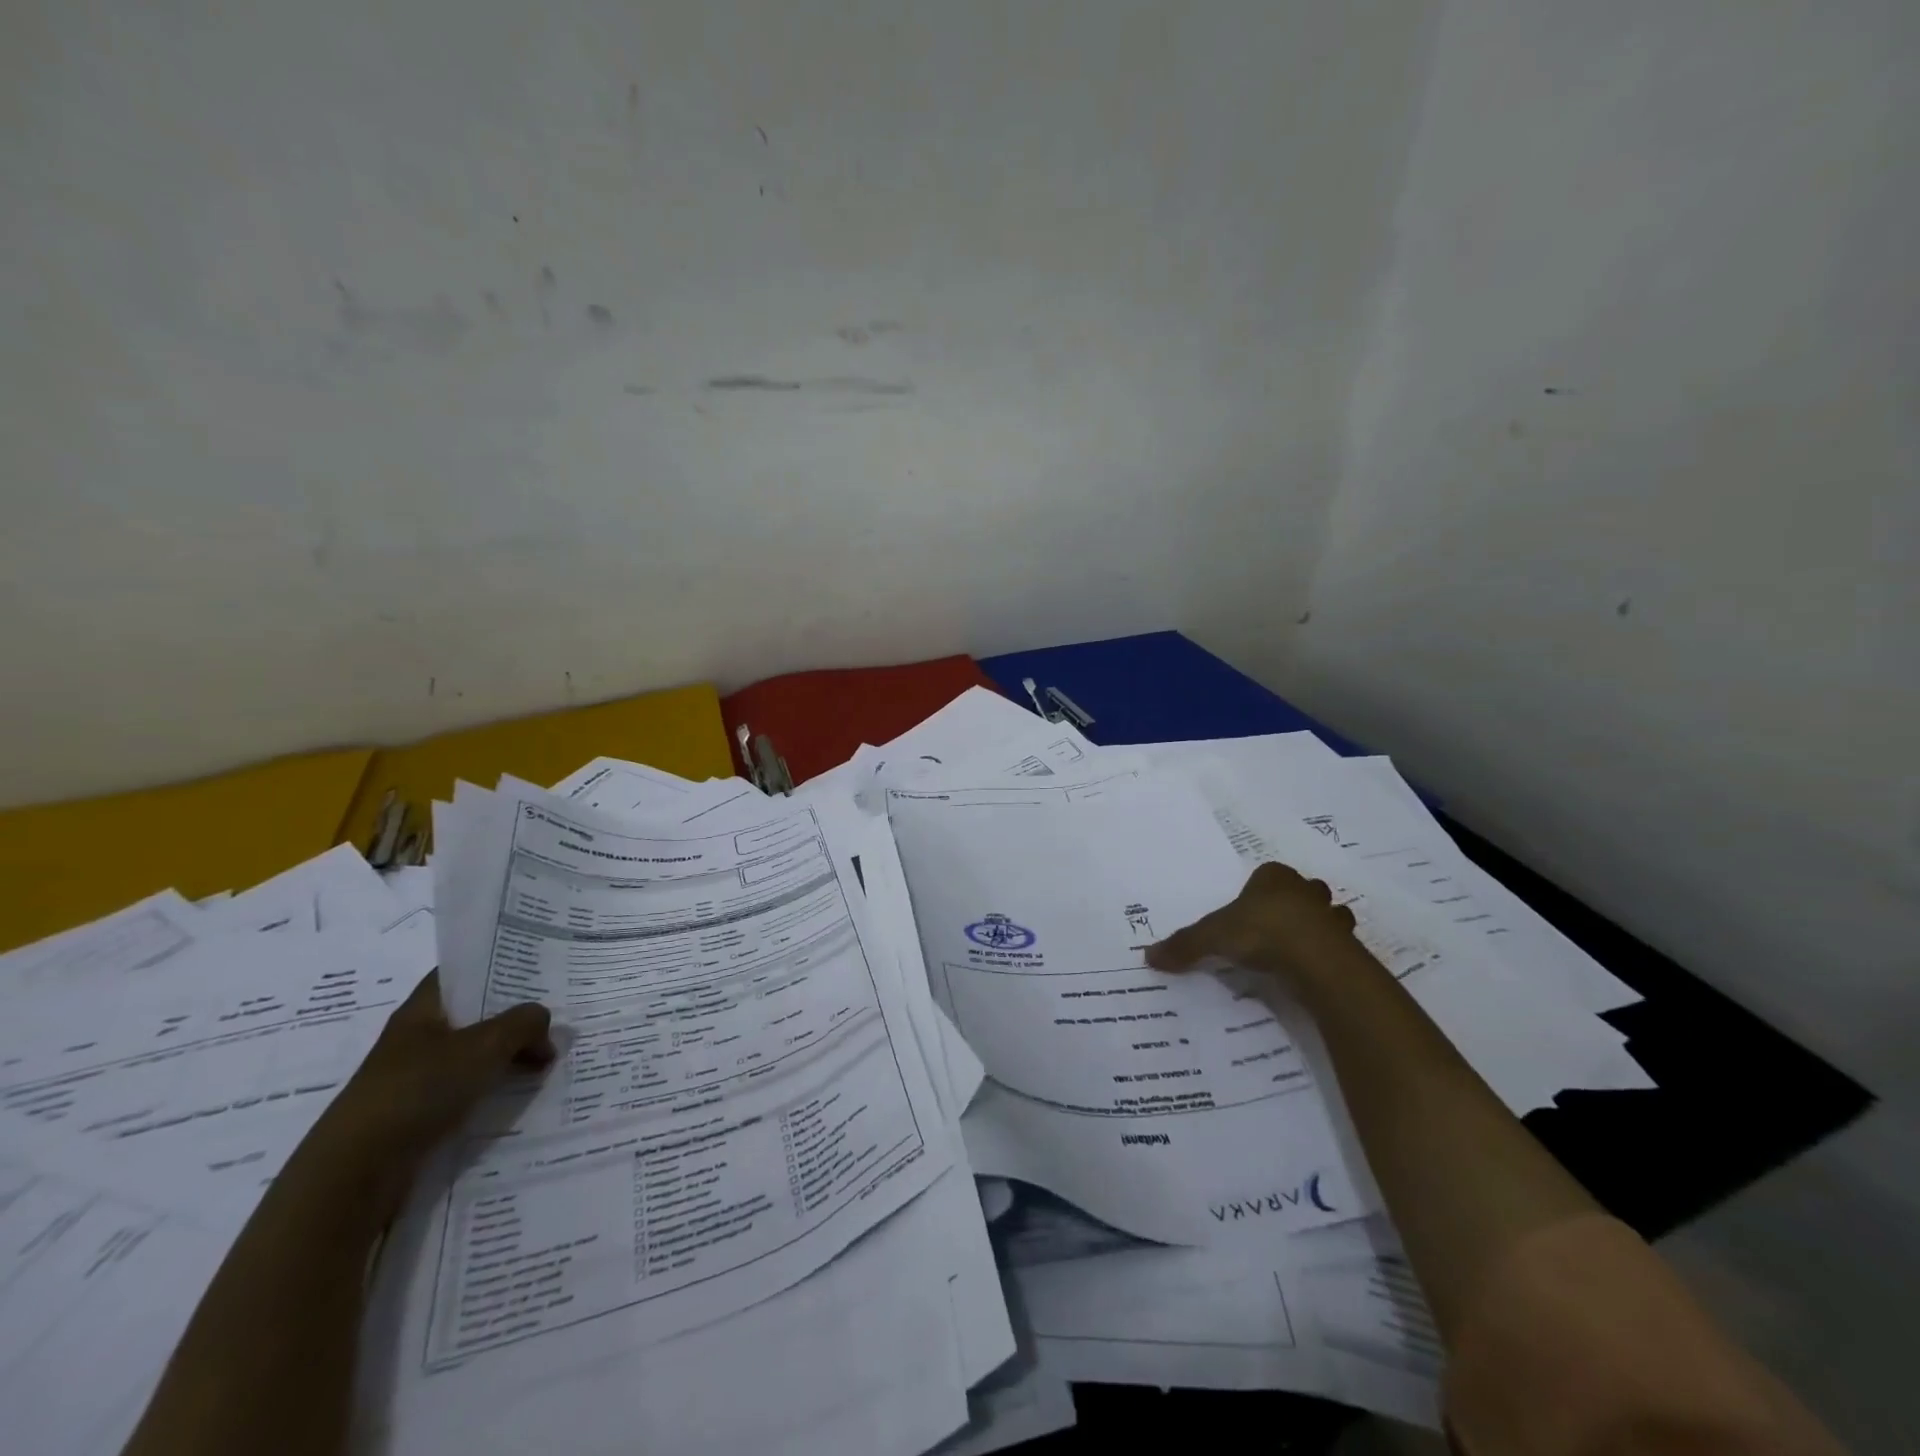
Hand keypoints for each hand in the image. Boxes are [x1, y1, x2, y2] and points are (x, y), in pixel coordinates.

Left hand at [305, 972, 554, 1211]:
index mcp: (422, 1010)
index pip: (460, 973)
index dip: (494, 964)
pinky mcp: (419, 1114)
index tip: (533, 965)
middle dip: (512, 1015)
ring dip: (507, 1055)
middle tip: (554, 1014)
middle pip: (473, 1014)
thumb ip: (524, 1023)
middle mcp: (417, 1039)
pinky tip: (520, 1093)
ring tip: (547, 1058)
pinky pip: (467, 1089)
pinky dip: (493, 1087)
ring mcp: (416, 1078)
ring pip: (473, 1054)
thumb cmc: (419, 1089)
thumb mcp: (485, 1045)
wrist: (356, 1173)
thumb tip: (542, 1024)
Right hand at [1147, 861, 1359, 991]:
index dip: (1260, 890)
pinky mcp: (1348, 947)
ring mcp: (1331, 918)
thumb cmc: (1261, 932)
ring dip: (1318, 929)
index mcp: (1274, 877)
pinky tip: (1312, 972)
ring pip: (1328, 917)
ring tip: (1298, 950)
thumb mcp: (1212, 937)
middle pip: (1303, 892)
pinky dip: (1328, 956)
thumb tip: (1147, 956)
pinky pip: (1338, 948)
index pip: (1268, 874)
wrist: (1316, 960)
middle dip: (1295, 904)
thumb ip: (1184, 945)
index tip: (1251, 909)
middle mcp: (1306, 890)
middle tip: (1276, 927)